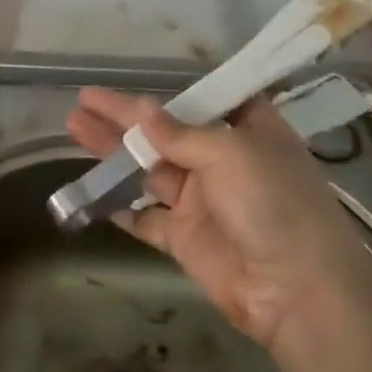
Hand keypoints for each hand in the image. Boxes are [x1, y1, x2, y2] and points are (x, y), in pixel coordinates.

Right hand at [66, 87, 371, 349]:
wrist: (297, 292)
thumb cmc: (273, 203)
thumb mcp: (231, 153)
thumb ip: (180, 134)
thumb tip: (143, 113)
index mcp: (248, 132)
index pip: (206, 101)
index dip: (170, 91)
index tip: (133, 79)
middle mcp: (223, 162)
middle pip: (165, 133)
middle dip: (124, 118)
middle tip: (82, 100)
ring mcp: (201, 201)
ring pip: (147, 169)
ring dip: (113, 151)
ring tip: (74, 127)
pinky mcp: (184, 238)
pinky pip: (144, 215)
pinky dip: (119, 203)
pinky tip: (89, 188)